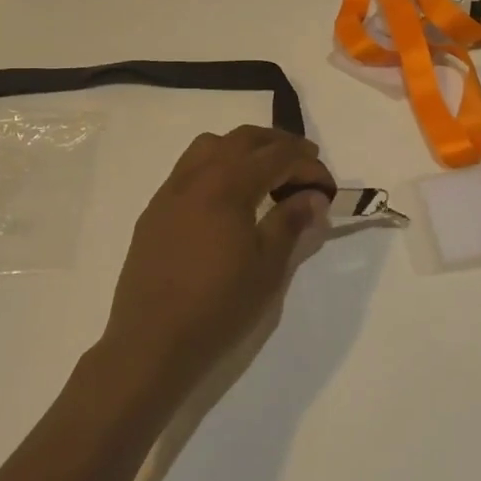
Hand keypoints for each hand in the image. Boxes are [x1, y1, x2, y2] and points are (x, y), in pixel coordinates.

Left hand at [103, 127, 334, 392]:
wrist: (152, 342)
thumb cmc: (218, 305)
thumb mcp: (267, 266)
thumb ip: (291, 222)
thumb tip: (313, 197)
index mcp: (227, 183)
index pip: (277, 157)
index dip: (307, 166)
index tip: (328, 188)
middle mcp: (196, 175)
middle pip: (242, 139)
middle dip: (278, 144)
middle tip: (305, 162)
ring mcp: (170, 191)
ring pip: (210, 146)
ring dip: (243, 149)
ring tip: (265, 173)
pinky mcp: (154, 211)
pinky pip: (189, 170)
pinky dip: (216, 167)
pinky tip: (227, 199)